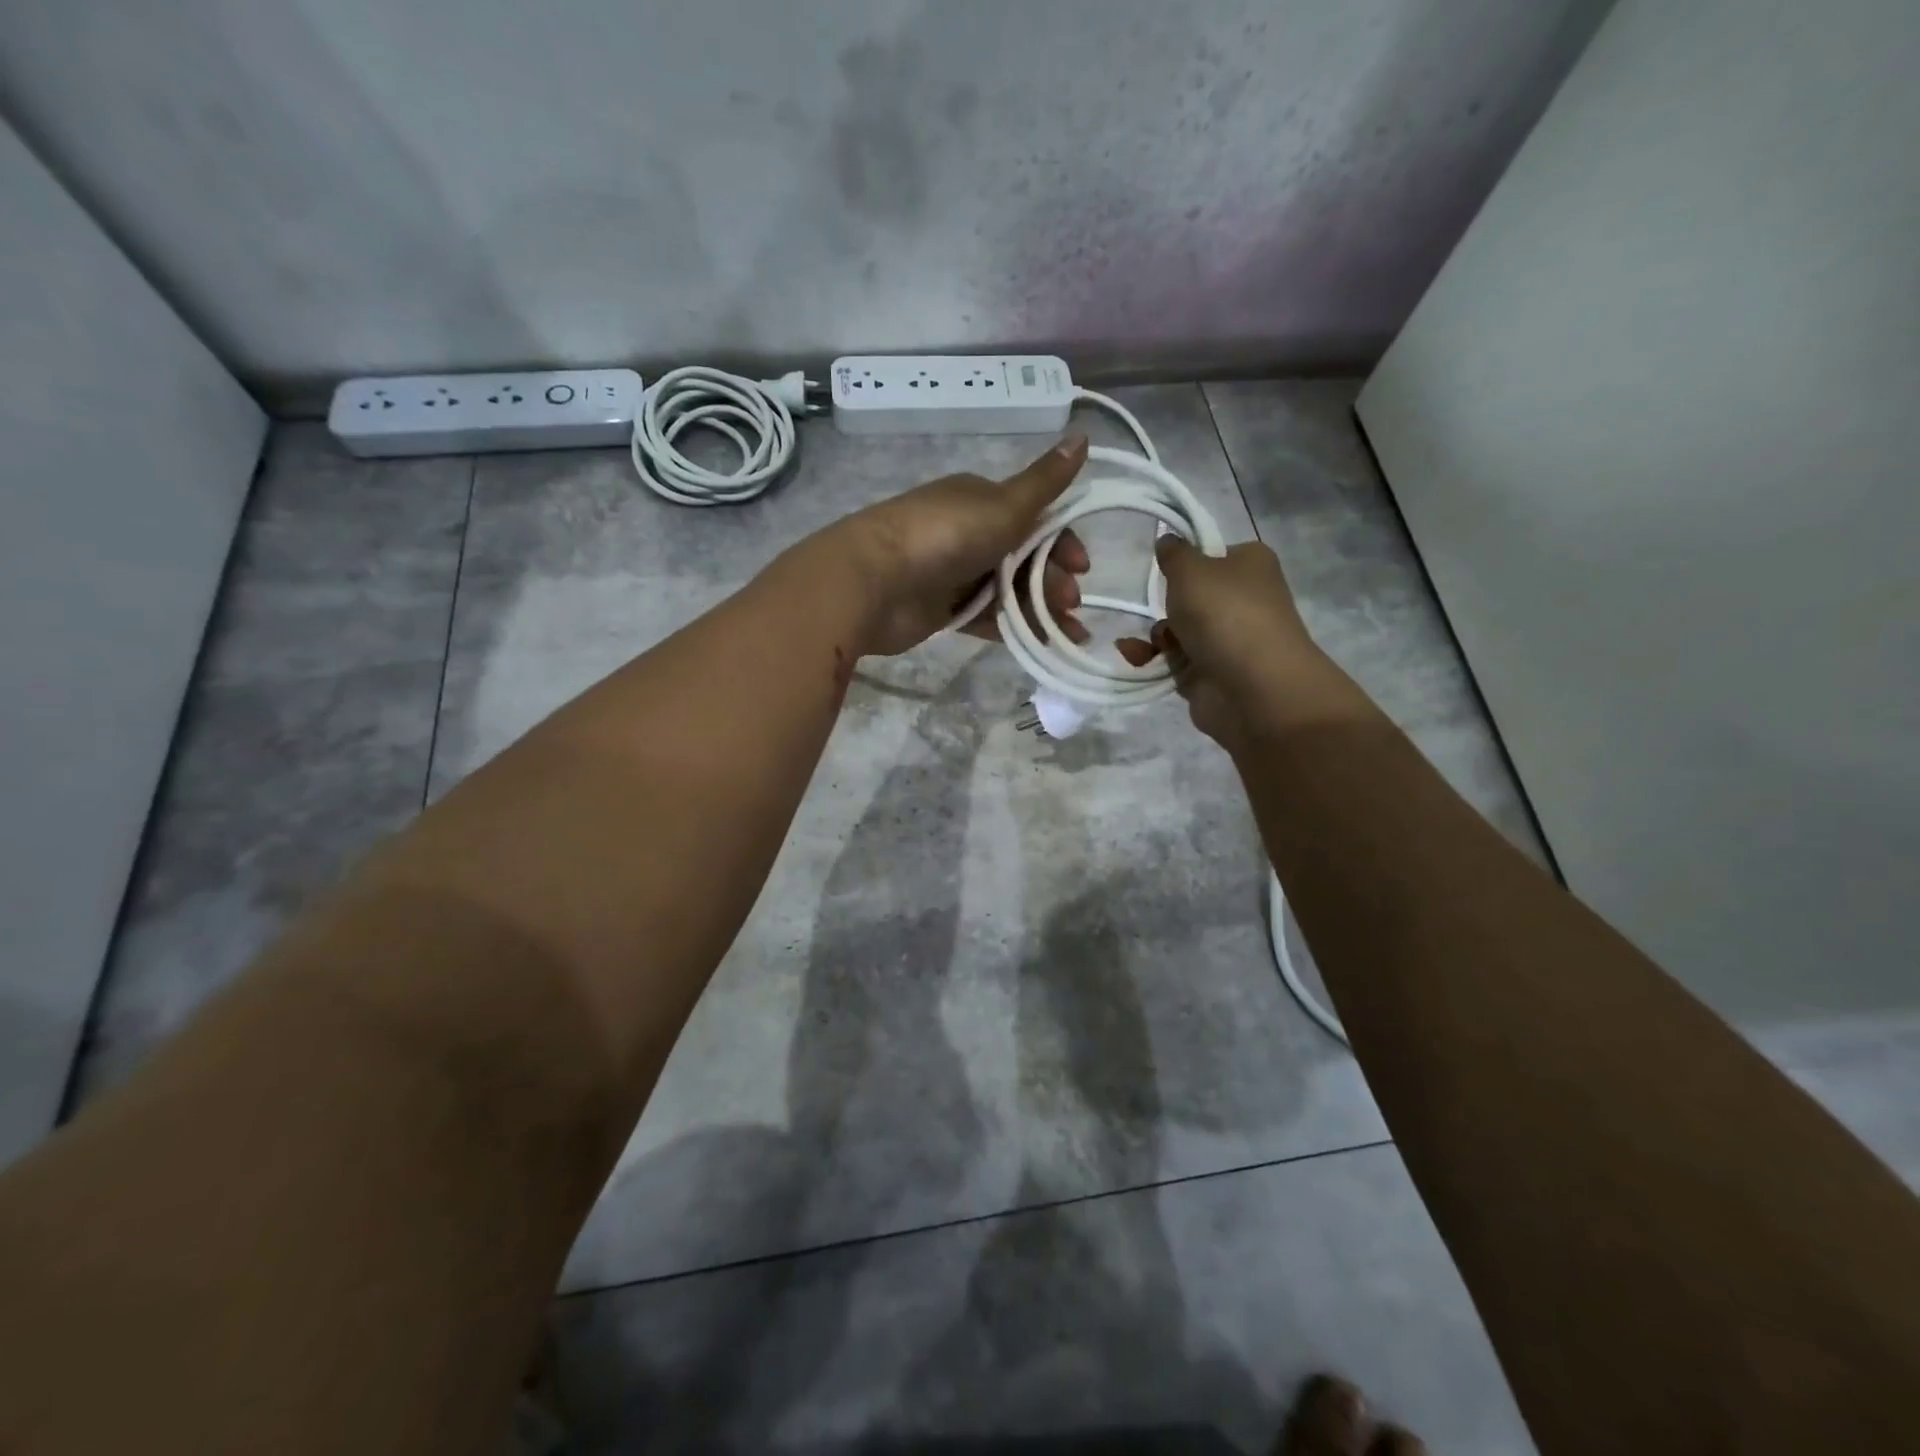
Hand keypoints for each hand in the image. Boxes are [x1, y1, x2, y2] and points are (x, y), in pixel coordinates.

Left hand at [833, 435, 1093, 655]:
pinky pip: (986, 616)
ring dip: (1040, 607)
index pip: (1035, 517)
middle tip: (1071, 603)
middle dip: (1053, 579)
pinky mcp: (941, 609)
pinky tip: (1038, 641)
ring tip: (1065, 632)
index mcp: (980, 499)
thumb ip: (1046, 481)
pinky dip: (1012, 626)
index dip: (1063, 542)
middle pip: (1024, 556)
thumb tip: (1084, 434)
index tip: (1081, 568)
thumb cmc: (945, 536)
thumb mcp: (1005, 505)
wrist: (874, 582)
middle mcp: (967, 532)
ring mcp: (953, 572)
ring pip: (1007, 590)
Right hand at [1117, 536, 1345, 748]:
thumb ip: (1174, 553)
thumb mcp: (1191, 569)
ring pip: (1178, 630)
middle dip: (1166, 603)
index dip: (1186, 561)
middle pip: (1192, 595)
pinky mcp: (1210, 673)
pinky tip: (1135, 657)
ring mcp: (1228, 639)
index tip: (1164, 568)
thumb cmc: (1224, 614)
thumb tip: (1168, 540)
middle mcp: (1243, 600)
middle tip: (1155, 606)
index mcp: (1250, 565)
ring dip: (1157, 634)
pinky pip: (1173, 660)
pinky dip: (1153, 658)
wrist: (1252, 688)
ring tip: (1153, 642)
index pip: (1213, 554)